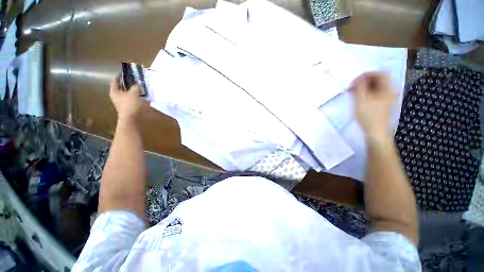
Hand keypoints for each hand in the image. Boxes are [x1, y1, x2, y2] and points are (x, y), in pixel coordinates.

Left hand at [110, 74, 143, 121]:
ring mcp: (124, 102)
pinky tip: (143, 94)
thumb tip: (138, 84)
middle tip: (134, 78)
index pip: (115, 81)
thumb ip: (136, 87)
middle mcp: (118, 96)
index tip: (124, 71)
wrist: (133, 119)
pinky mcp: (130, 107)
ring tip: (141, 85)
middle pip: (122, 87)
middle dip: (128, 83)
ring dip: (134, 89)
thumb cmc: (130, 105)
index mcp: (115, 92)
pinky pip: (133, 98)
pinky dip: (138, 96)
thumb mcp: (134, 93)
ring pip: (129, 93)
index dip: (119, 75)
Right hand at [350, 72, 395, 139]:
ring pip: (375, 87)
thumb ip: (360, 87)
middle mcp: (389, 91)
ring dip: (363, 87)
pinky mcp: (382, 103)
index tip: (354, 82)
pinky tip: (357, 97)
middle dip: (363, 81)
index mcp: (387, 89)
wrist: (375, 132)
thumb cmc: (369, 116)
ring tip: (352, 92)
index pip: (379, 74)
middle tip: (352, 87)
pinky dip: (365, 93)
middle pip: (377, 80)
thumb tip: (359, 80)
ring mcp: (386, 98)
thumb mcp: (361, 100)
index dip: (366, 75)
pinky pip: (374, 93)